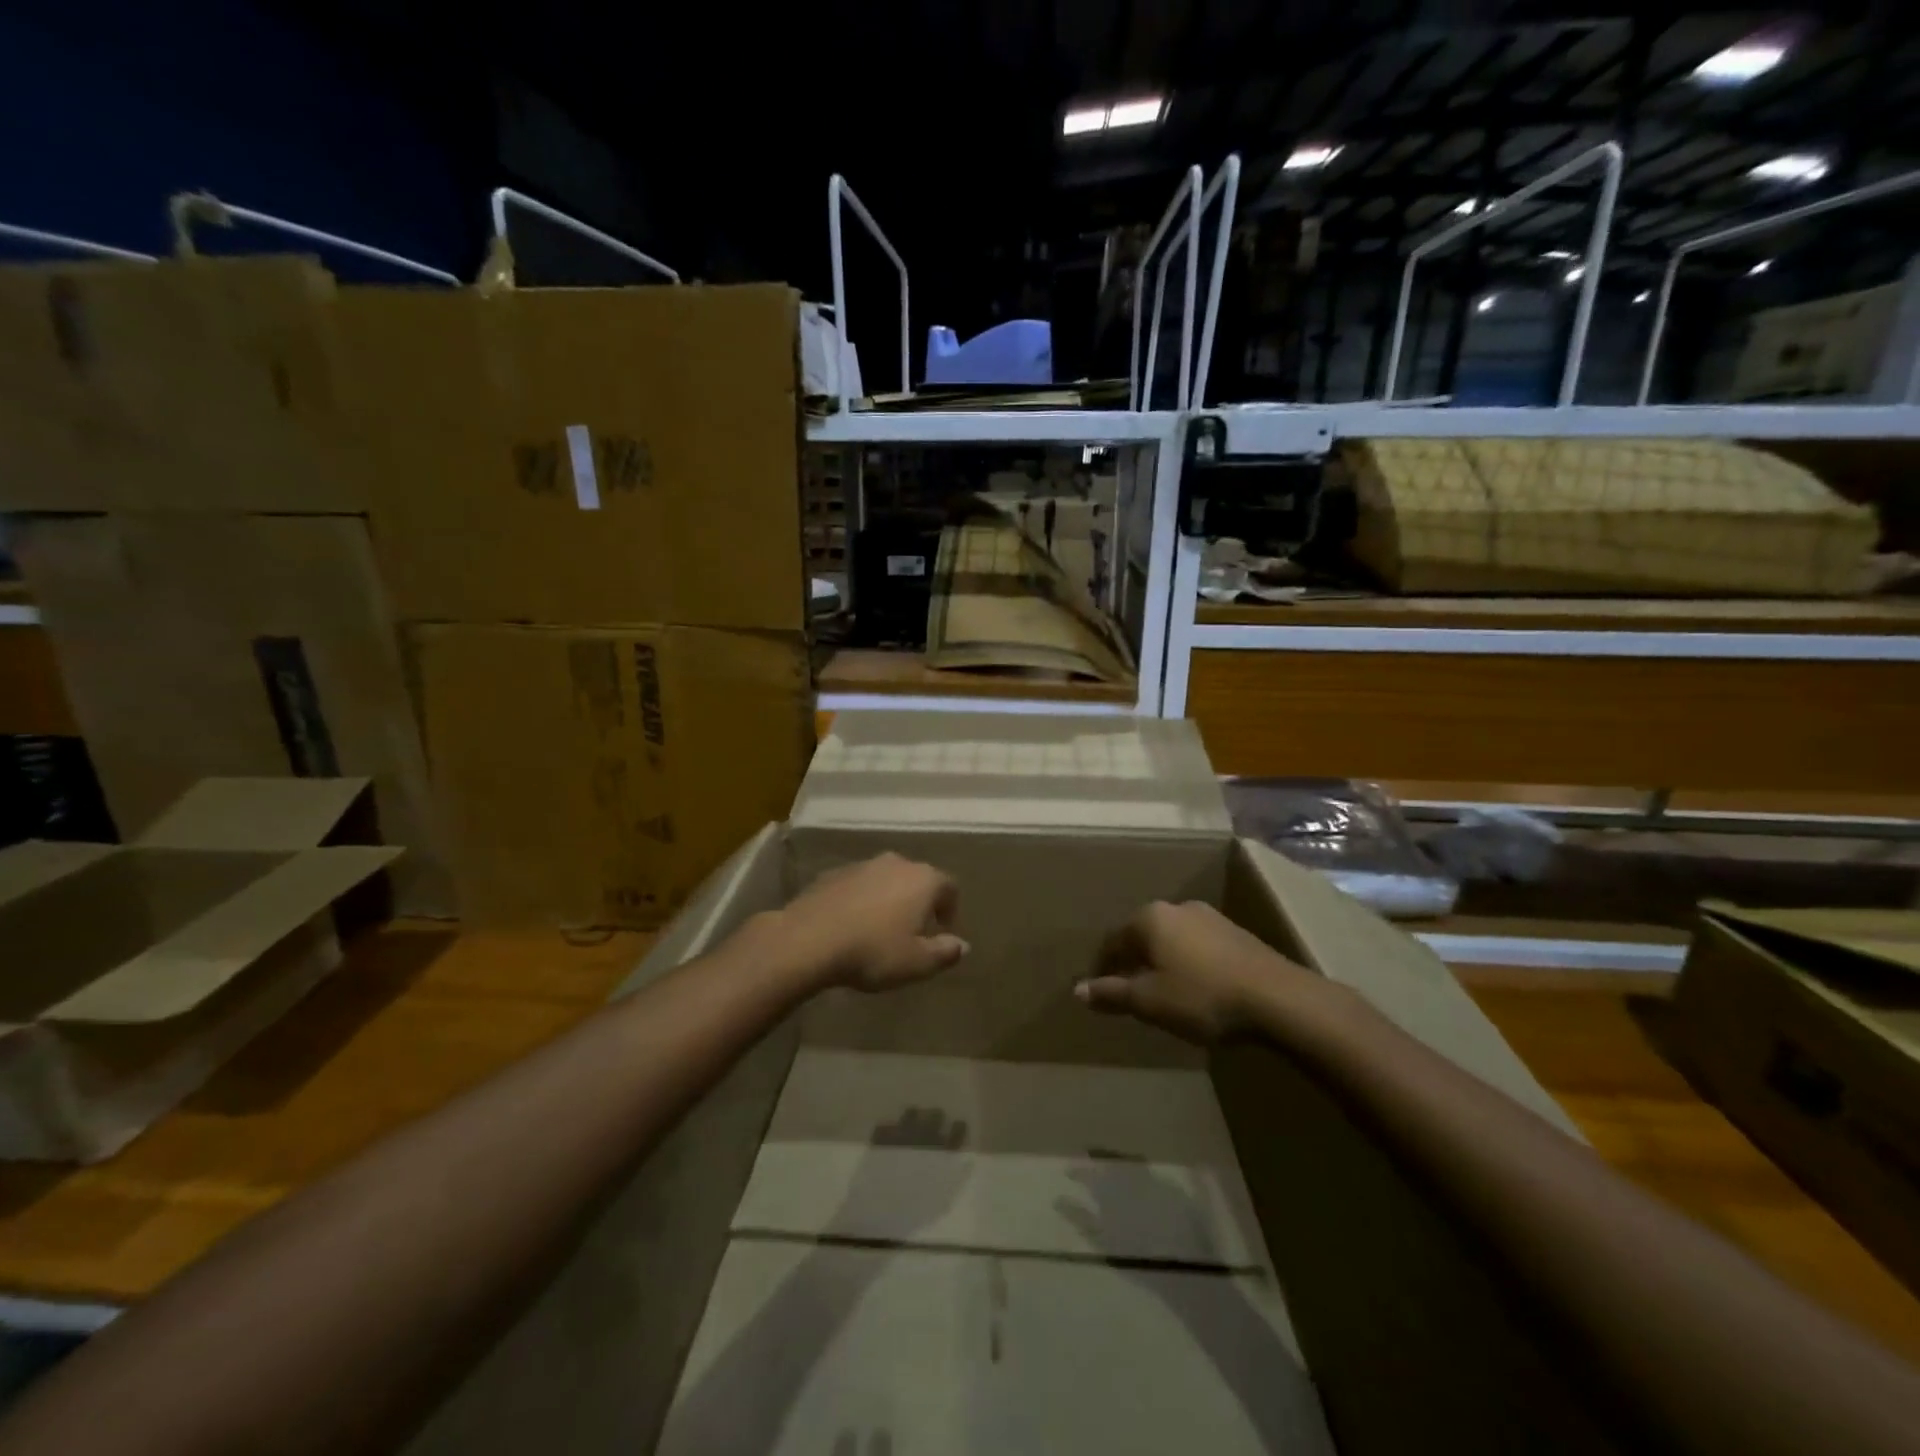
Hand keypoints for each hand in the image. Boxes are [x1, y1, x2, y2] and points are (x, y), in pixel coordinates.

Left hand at [774, 853, 967, 992]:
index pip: (950, 887)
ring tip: (880, 930)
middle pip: (918, 879)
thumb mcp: (917, 963)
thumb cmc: (872, 951)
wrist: (808, 939)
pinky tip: (851, 925)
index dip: (950, 910)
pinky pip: (859, 886)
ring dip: (889, 900)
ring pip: (887, 880)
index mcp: (923, 879)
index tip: (942, 933)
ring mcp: (862, 865)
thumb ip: (945, 952)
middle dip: (919, 903)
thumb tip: (962, 944)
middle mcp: (896, 863)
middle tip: (913, 932)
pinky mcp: (833, 873)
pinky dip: (862, 900)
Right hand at [1075, 900, 1306, 1043]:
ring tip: (1162, 993)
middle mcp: (1176, 908)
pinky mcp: (1236, 933)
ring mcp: (1210, 917)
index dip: (1101, 968)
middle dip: (1132, 963)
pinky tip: (1196, 989)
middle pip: (1142, 936)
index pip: (1112, 941)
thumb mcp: (1149, 1001)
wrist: (1278, 998)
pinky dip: (1188, 964)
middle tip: (1128, 993)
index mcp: (1149, 918)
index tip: (1098, 992)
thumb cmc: (1202, 996)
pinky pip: (1197, 946)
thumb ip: (1112, 993)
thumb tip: (1078, 990)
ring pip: (1171, 940)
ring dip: (1162, 963)